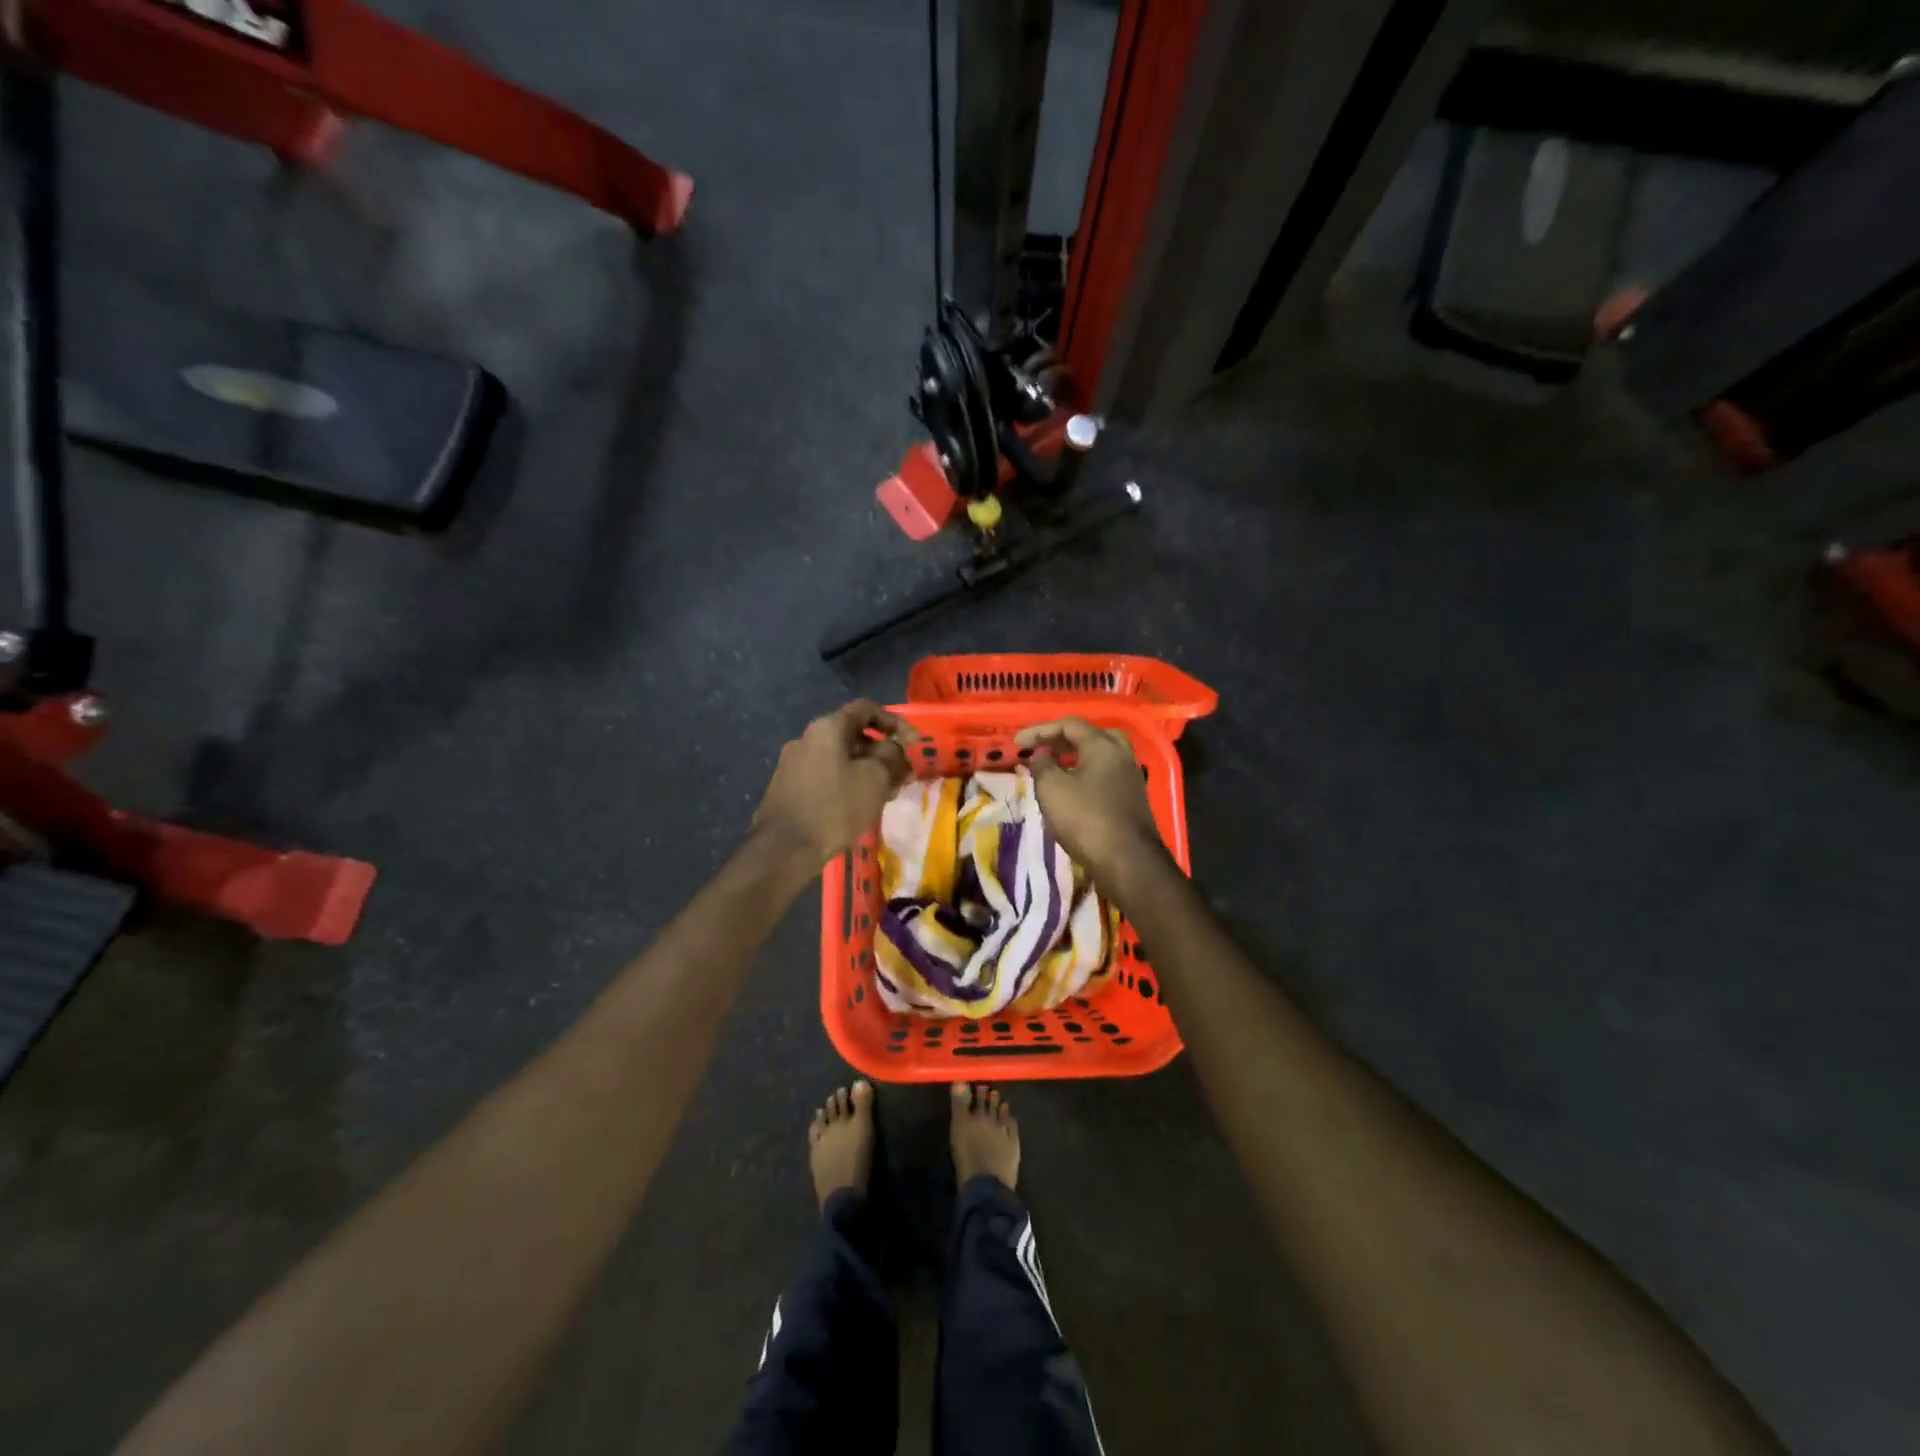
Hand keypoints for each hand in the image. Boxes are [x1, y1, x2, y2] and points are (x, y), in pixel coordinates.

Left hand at [753, 700, 915, 868]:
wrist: (783, 849)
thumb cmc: (835, 807)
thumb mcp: (876, 779)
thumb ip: (892, 757)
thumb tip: (895, 750)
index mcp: (828, 728)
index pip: (867, 709)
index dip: (895, 722)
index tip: (913, 743)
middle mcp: (807, 738)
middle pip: (853, 735)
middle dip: (882, 752)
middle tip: (901, 774)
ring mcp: (793, 763)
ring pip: (840, 758)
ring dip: (865, 770)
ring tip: (883, 794)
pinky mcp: (787, 787)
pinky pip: (825, 776)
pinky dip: (846, 783)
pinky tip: (857, 806)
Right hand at [1014, 718, 1166, 884]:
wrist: (1128, 862)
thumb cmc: (1086, 819)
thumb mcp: (1052, 789)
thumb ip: (1043, 765)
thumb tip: (1043, 755)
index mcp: (1103, 745)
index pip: (1069, 725)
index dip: (1040, 730)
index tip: (1017, 743)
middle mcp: (1122, 755)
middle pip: (1091, 736)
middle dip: (1063, 740)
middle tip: (1042, 750)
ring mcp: (1131, 778)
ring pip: (1101, 756)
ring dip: (1075, 758)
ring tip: (1053, 770)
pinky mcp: (1132, 799)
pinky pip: (1106, 775)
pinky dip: (1086, 774)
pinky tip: (1072, 791)